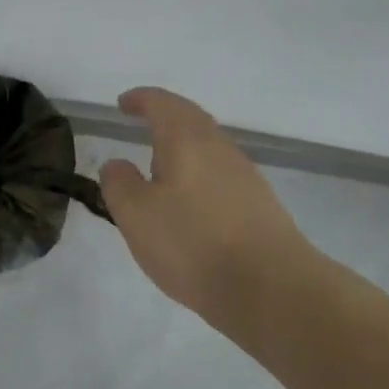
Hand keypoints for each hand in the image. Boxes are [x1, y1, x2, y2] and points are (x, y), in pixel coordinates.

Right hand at [99, 87, 314, 312]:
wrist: (272, 289)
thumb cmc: (193, 243)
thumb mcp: (136, 215)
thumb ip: (119, 183)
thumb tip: (117, 164)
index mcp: (187, 139)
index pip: (161, 103)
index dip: (140, 99)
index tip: (122, 105)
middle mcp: (220, 147)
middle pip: (191, 119)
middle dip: (165, 118)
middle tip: (142, 127)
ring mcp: (246, 175)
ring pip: (209, 148)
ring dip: (184, 149)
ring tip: (161, 171)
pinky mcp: (261, 205)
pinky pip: (222, 175)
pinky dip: (200, 176)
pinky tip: (191, 205)